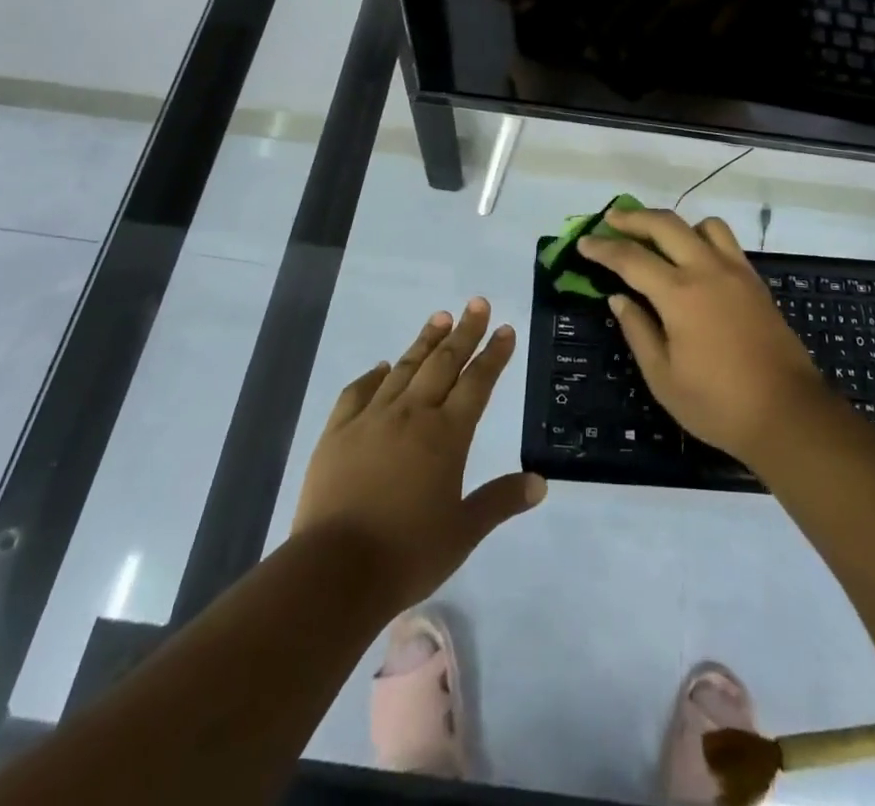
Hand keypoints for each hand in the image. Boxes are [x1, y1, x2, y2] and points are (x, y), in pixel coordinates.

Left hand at [292, 299, 546, 610]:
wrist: (333, 571)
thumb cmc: (407, 554)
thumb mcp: (463, 532)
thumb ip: (500, 501)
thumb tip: (540, 483)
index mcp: (447, 435)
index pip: (477, 383)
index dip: (493, 355)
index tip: (505, 329)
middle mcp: (412, 414)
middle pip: (443, 363)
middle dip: (464, 331)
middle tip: (477, 303)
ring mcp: (372, 418)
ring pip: (404, 368)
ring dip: (425, 341)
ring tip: (439, 317)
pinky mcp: (338, 432)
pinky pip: (358, 392)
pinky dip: (373, 375)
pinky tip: (381, 367)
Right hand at [578, 209, 829, 464]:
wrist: (788, 413)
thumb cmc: (717, 404)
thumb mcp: (663, 377)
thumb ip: (638, 330)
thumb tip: (619, 298)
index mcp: (679, 294)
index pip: (631, 258)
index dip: (603, 248)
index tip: (583, 242)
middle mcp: (707, 270)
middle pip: (665, 225)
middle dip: (633, 218)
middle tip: (611, 220)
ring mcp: (736, 271)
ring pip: (702, 225)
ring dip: (674, 224)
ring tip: (657, 239)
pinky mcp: (755, 281)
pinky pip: (725, 241)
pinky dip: (702, 237)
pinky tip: (693, 259)